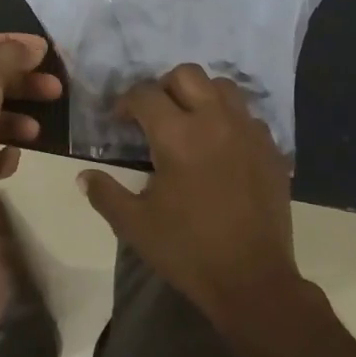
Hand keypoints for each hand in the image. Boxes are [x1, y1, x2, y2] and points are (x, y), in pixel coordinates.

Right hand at [77, 63, 306, 329]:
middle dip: (164, 87)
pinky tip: (221, 147)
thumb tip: (84, 176)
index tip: (119, 121)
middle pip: (187, 75)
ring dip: (201, 95)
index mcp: (177, 135)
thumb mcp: (135, 225)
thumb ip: (105, 193)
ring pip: (223, 86)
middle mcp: (215, 121)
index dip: (126, 102)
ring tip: (190, 122)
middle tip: (154, 116)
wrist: (253, 281)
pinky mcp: (271, 149)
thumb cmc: (188, 251)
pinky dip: (229, 119)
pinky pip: (248, 116)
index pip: (145, 94)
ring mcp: (248, 132)